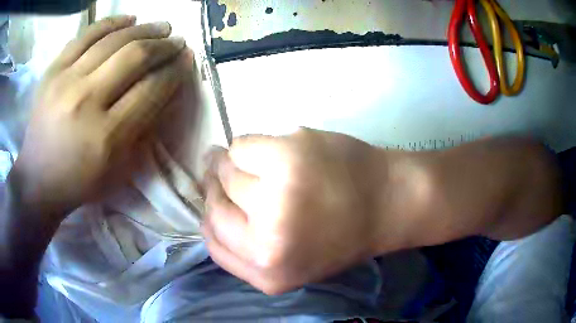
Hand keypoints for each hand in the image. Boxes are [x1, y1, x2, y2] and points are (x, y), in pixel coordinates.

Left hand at [12, 16, 192, 214]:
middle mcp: (85, 102)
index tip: (187, 59)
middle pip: (135, 57)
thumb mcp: (118, 169)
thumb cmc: (80, 181)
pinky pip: (87, 34)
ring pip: (114, 39)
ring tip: (161, 27)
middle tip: (177, 41)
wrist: (38, 179)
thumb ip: (145, 129)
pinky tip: (129, 19)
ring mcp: (65, 80)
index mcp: (106, 137)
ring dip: (145, 29)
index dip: (175, 70)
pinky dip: (112, 22)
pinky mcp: (53, 70)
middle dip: (164, 46)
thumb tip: (169, 90)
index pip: (151, 89)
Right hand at [203, 128, 397, 294]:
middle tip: (239, 178)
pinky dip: (251, 147)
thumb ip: (247, 249)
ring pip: (225, 169)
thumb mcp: (292, 265)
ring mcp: (277, 193)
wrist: (388, 204)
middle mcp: (267, 238)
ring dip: (236, 165)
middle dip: (220, 188)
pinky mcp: (287, 154)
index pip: (211, 238)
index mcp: (268, 272)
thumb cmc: (342, 237)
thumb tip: (209, 205)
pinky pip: (242, 145)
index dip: (212, 217)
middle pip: (214, 202)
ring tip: (264, 167)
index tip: (220, 202)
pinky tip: (273, 152)